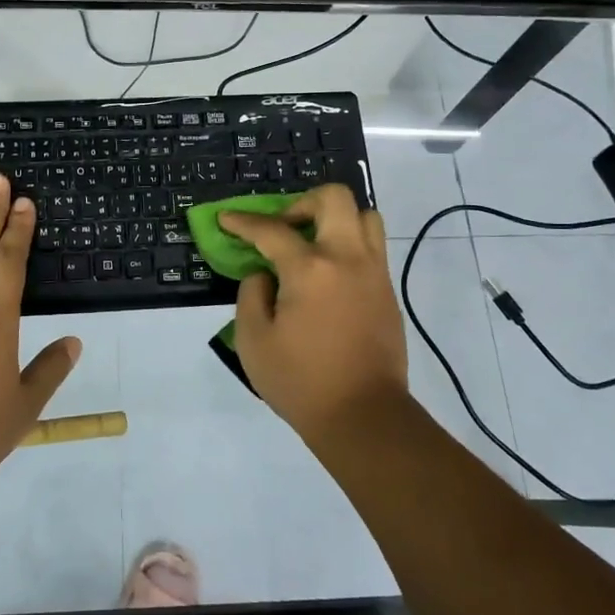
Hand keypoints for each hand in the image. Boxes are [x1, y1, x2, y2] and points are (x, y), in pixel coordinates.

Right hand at [219, 183, 410, 442]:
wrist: (363, 416)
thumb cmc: (301, 381)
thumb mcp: (254, 341)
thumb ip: (252, 295)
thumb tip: (265, 274)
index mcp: (310, 269)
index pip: (272, 230)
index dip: (244, 222)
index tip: (227, 218)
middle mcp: (347, 258)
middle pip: (334, 199)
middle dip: (302, 202)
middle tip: (284, 227)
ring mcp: (374, 273)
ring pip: (365, 217)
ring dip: (335, 219)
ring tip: (313, 245)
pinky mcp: (387, 292)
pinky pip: (372, 248)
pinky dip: (349, 245)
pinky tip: (328, 275)